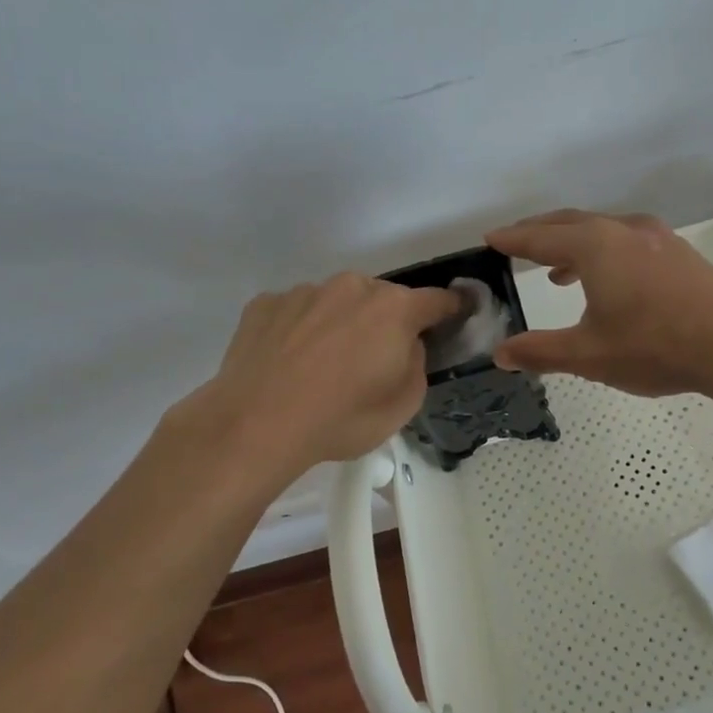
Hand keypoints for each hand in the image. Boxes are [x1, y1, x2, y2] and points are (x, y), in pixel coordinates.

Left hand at [169, 273, 461, 479]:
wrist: (255, 426)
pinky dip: (301, 330)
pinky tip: (288, 363)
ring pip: (336, 302)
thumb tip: (406, 344)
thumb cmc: (342, 418)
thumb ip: (418, 362)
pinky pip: (297, 312)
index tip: (457, 313)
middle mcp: (352, 287)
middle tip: (373, 360)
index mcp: (394, 308)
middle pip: (383, 299)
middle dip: (386, 322)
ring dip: (341, 323)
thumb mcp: (404, 403)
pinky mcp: (265, 304)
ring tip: (322, 365)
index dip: (452, 308)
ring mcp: (305, 292)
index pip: (438, 299)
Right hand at [485, 209, 712, 397]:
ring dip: (573, 243)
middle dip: (539, 232)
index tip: (490, 239)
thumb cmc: (655, 347)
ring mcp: (656, 238)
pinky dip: (604, 250)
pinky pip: (627, 240)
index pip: (540, 238)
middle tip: (515, 242)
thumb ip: (541, 351)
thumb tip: (500, 353)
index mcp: (595, 247)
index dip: (512, 240)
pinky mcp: (679, 252)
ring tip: (557, 270)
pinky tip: (610, 280)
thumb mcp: (589, 355)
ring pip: (602, 229)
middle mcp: (623, 230)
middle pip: (570, 223)